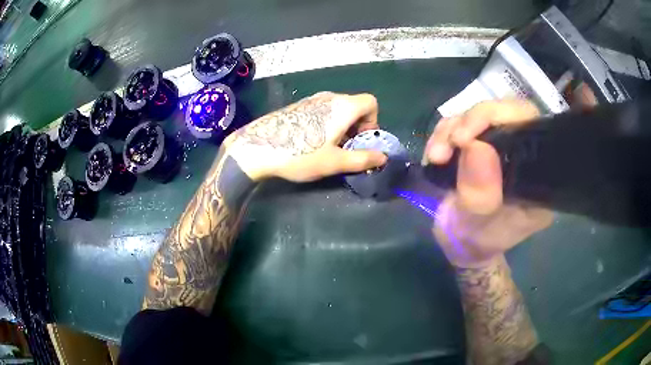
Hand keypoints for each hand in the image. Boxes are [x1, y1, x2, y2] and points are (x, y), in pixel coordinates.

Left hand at [225, 92, 386, 181]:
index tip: (360, 141)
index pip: (371, 103)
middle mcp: (329, 97)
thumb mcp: (335, 162)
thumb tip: (383, 157)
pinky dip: (327, 124)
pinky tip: (311, 142)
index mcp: (343, 106)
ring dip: (342, 127)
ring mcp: (311, 99)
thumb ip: (363, 159)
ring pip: (338, 109)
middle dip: (357, 127)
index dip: (373, 122)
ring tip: (328, 148)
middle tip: (346, 149)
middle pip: (355, 106)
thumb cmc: (300, 154)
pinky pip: (322, 110)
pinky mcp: (298, 105)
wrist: (257, 147)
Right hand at [424, 100, 553, 267]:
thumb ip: (480, 195)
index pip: (532, 129)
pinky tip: (434, 155)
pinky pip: (463, 122)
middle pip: (506, 112)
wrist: (459, 243)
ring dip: (451, 128)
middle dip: (472, 121)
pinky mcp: (482, 142)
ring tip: (436, 157)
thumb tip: (476, 146)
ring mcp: (502, 145)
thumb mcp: (475, 228)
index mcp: (538, 178)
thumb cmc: (474, 242)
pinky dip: (444, 133)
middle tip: (449, 142)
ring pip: (481, 114)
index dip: (504, 117)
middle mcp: (525, 155)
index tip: (467, 137)